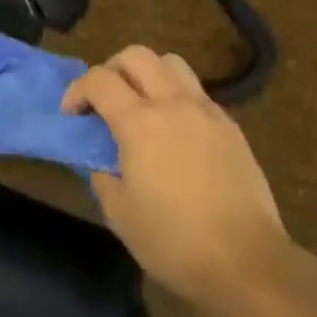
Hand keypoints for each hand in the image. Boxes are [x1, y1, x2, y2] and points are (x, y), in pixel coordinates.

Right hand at [63, 46, 288, 314]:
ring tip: (141, 105)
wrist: (245, 261)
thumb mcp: (119, 214)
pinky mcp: (230, 125)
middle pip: (136, 55)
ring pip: (172, 63)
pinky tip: (175, 131)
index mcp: (140, 122)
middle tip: (104, 100)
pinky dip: (176, 96)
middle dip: (111, 69)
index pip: (99, 79)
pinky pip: (196, 91)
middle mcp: (173, 103)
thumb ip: (102, 173)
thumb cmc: (173, 242)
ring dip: (148, 73)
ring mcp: (206, 110)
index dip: (77, 90)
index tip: (71, 115)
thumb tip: (101, 156)